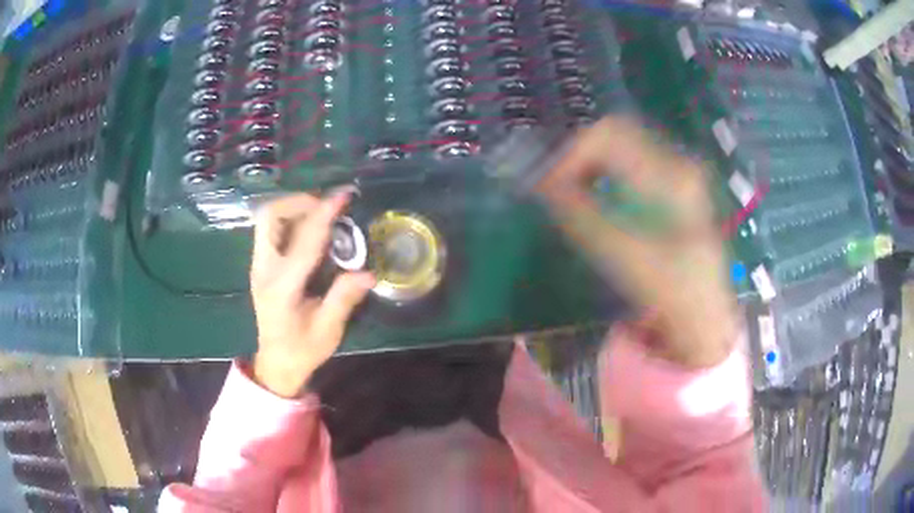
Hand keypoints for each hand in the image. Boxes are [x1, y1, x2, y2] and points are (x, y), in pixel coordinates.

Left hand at [250, 192, 374, 397]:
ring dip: (292, 208)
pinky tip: (309, 229)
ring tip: (320, 213)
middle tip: (326, 206)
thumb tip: (368, 273)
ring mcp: (258, 266)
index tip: (342, 196)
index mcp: (282, 288)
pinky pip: (269, 230)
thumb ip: (343, 299)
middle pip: (269, 217)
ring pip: (267, 220)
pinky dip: (288, 219)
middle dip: (298, 202)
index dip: (324, 215)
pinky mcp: (259, 266)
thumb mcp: (328, 331)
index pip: (304, 241)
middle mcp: (264, 270)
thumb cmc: (302, 351)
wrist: (276, 364)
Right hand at [536, 117, 737, 368]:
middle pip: (614, 136)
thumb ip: (581, 216)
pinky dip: (604, 176)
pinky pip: (629, 166)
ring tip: (569, 196)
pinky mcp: (674, 189)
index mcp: (671, 175)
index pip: (609, 135)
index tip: (548, 185)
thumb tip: (541, 184)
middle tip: (554, 189)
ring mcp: (678, 175)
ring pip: (621, 149)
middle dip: (578, 158)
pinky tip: (595, 201)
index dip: (571, 153)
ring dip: (589, 166)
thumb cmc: (672, 294)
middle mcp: (677, 164)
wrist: (706, 320)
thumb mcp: (625, 257)